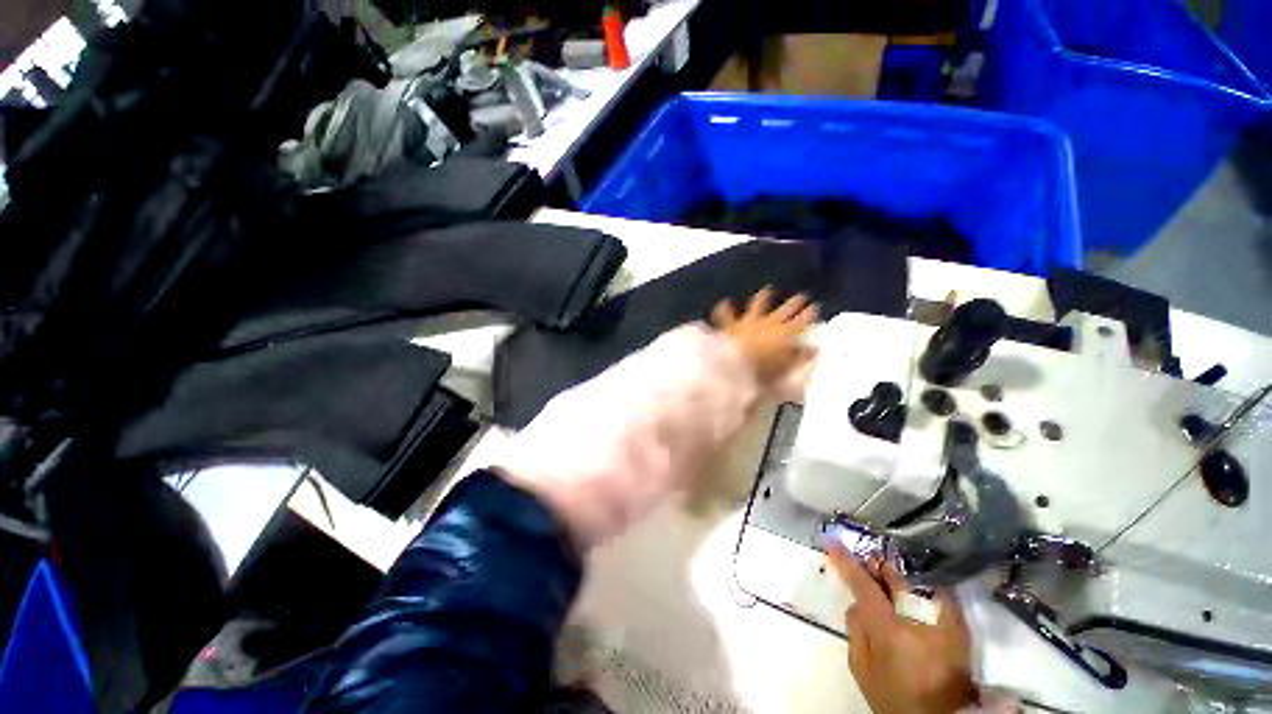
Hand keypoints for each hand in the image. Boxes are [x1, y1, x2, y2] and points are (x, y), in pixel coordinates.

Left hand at [711, 288, 817, 383]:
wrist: (737, 364)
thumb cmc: (765, 369)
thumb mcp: (788, 366)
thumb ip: (801, 356)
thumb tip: (815, 348)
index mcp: (786, 332)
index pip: (802, 321)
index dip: (809, 314)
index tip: (815, 308)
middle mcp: (769, 322)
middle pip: (785, 309)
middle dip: (794, 303)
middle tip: (802, 297)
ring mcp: (750, 321)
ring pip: (758, 305)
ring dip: (764, 296)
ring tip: (768, 289)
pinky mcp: (732, 326)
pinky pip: (726, 315)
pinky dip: (724, 309)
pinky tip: (725, 301)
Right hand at [829, 547, 976, 713]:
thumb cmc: (897, 697)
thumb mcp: (863, 670)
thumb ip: (856, 632)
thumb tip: (856, 603)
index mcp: (891, 630)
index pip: (865, 587)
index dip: (847, 563)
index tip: (833, 542)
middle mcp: (920, 619)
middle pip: (895, 578)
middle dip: (876, 566)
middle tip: (864, 561)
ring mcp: (945, 621)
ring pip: (916, 582)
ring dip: (896, 575)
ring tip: (885, 574)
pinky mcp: (960, 627)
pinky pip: (938, 593)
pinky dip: (921, 585)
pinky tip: (910, 588)